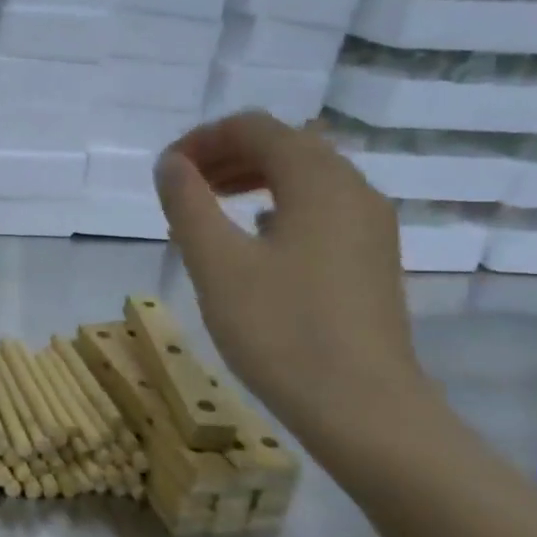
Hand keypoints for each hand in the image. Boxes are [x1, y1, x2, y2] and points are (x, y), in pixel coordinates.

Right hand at [154, 111, 427, 433]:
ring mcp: (369, 226)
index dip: (204, 138)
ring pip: (306, 178)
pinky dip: (278, 205)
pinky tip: (253, 237)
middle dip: (228, 154)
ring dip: (252, 178)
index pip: (256, 128)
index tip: (166, 169)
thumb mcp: (217, 263)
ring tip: (209, 206)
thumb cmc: (280, 329)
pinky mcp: (371, 259)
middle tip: (182, 185)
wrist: (362, 408)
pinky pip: (320, 209)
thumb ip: (188, 203)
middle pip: (285, 146)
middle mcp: (353, 189)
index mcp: (318, 180)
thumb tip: (171, 163)